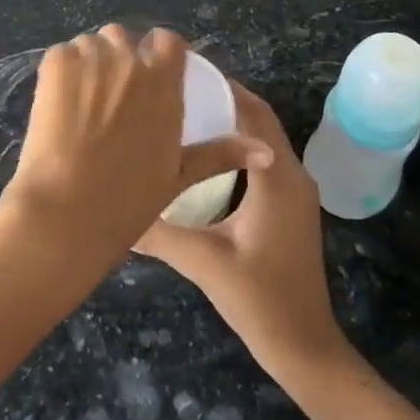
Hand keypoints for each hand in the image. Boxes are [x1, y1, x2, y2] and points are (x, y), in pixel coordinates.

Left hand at [0, 26, 270, 272]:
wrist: (67, 210)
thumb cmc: (129, 199)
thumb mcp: (180, 174)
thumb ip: (221, 153)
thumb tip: (265, 151)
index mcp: (164, 81)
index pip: (167, 40)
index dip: (157, 54)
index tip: (149, 76)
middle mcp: (131, 60)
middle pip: (124, 38)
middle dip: (119, 58)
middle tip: (109, 97)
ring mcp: (91, 57)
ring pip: (92, 44)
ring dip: (90, 62)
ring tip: (82, 101)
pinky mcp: (56, 62)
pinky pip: (63, 53)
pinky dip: (62, 71)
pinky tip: (59, 103)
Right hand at [134, 82, 348, 379]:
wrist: (304, 347)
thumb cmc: (259, 300)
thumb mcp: (203, 262)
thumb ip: (159, 231)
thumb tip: (115, 208)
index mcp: (277, 178)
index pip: (253, 113)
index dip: (224, 87)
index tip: (185, 73)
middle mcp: (292, 175)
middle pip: (261, 119)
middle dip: (225, 98)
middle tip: (179, 88)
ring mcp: (295, 191)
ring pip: (264, 138)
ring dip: (234, 119)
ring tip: (188, 111)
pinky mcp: (290, 206)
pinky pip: (266, 158)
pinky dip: (241, 144)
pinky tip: (208, 152)